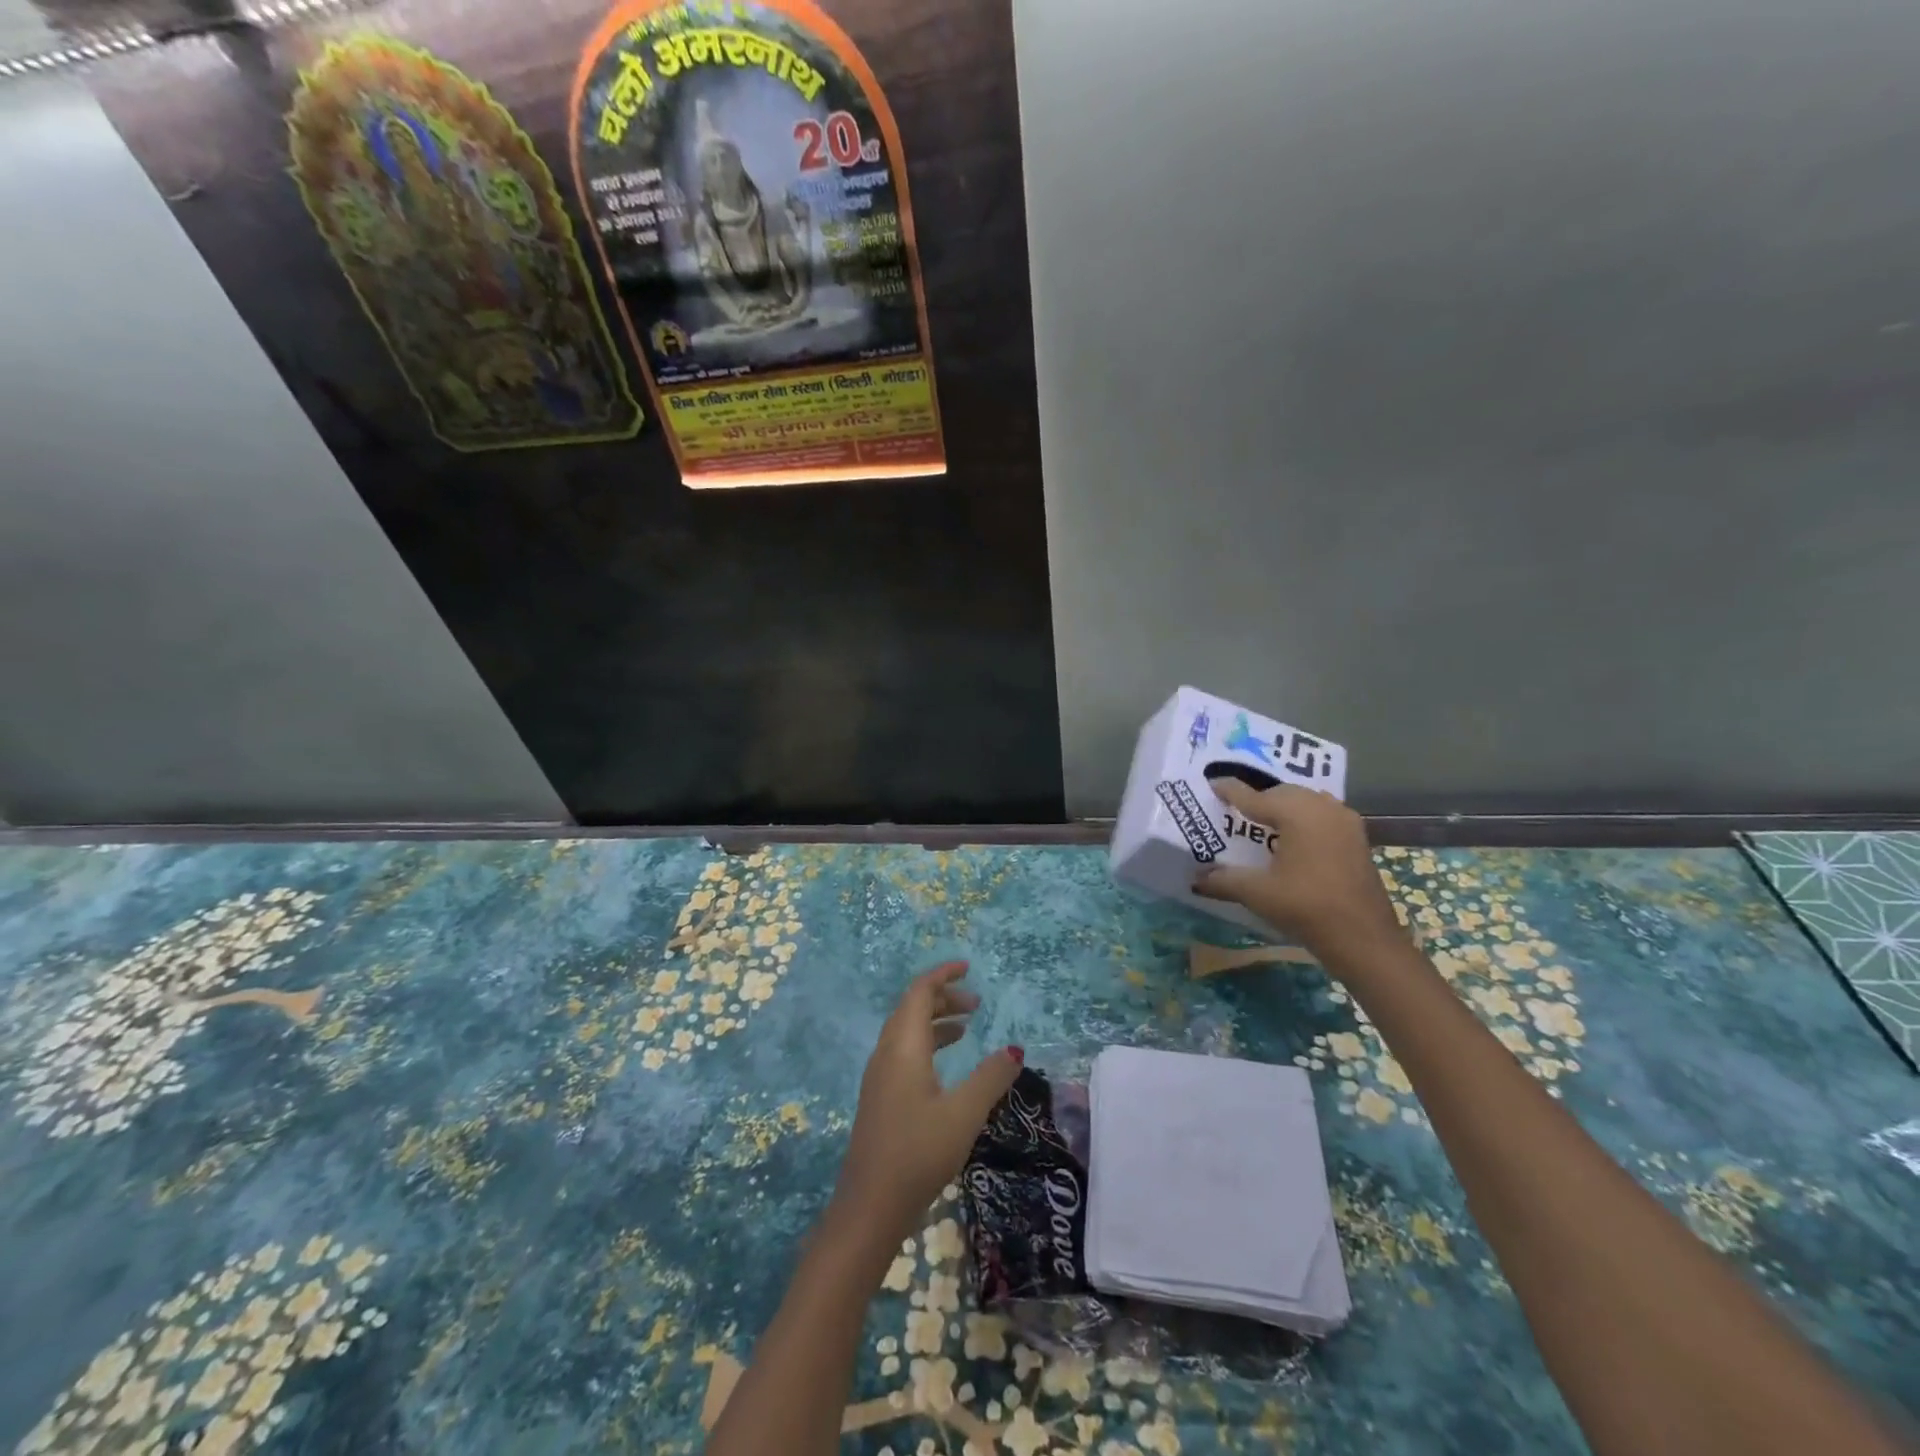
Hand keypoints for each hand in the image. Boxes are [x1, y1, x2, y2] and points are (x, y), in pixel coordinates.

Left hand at [833, 962, 1021, 1245]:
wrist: (869, 1207)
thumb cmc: (918, 1152)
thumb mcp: (964, 1113)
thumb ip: (991, 1077)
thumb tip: (1014, 1048)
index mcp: (902, 1046)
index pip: (919, 993)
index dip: (943, 975)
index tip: (968, 967)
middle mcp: (886, 1053)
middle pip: (911, 1008)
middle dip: (943, 998)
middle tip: (976, 1004)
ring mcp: (879, 1077)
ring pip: (906, 1032)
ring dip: (935, 1022)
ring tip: (966, 1028)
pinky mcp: (879, 1098)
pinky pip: (903, 1052)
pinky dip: (926, 1044)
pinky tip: (945, 1067)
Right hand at [1194, 777, 1405, 958]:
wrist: (1364, 940)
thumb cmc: (1307, 909)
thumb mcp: (1258, 893)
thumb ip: (1224, 880)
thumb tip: (1195, 879)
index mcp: (1297, 813)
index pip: (1255, 796)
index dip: (1231, 790)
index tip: (1212, 783)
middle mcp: (1322, 807)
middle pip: (1282, 793)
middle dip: (1259, 799)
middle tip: (1235, 811)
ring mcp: (1345, 821)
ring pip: (1306, 801)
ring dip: (1284, 807)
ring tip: (1263, 822)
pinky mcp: (1357, 838)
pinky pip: (1323, 815)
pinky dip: (1304, 819)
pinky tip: (1294, 838)